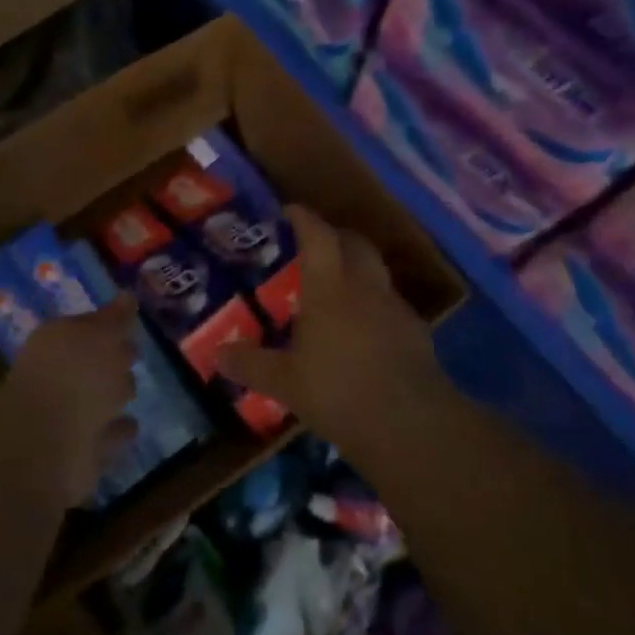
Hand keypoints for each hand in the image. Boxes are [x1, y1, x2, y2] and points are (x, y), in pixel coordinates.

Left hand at [6, 296, 139, 506]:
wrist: (47, 444)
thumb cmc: (73, 376)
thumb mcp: (97, 335)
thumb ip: (114, 319)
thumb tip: (128, 297)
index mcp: (58, 342)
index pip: (87, 328)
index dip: (107, 324)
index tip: (129, 321)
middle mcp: (59, 377)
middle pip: (92, 364)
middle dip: (112, 360)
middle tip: (133, 354)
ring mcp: (68, 417)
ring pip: (99, 401)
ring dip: (113, 397)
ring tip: (132, 392)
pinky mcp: (81, 453)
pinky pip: (107, 436)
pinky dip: (117, 431)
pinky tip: (132, 425)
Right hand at [221, 206, 441, 448]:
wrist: (410, 424)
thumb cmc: (339, 392)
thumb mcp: (284, 382)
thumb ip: (250, 364)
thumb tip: (217, 353)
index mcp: (330, 288)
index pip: (319, 236)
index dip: (305, 219)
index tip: (291, 210)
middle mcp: (365, 288)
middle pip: (355, 244)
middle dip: (336, 235)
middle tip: (316, 243)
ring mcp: (395, 309)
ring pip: (376, 272)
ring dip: (357, 269)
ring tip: (338, 288)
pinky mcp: (416, 333)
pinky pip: (391, 304)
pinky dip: (374, 304)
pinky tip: (364, 330)